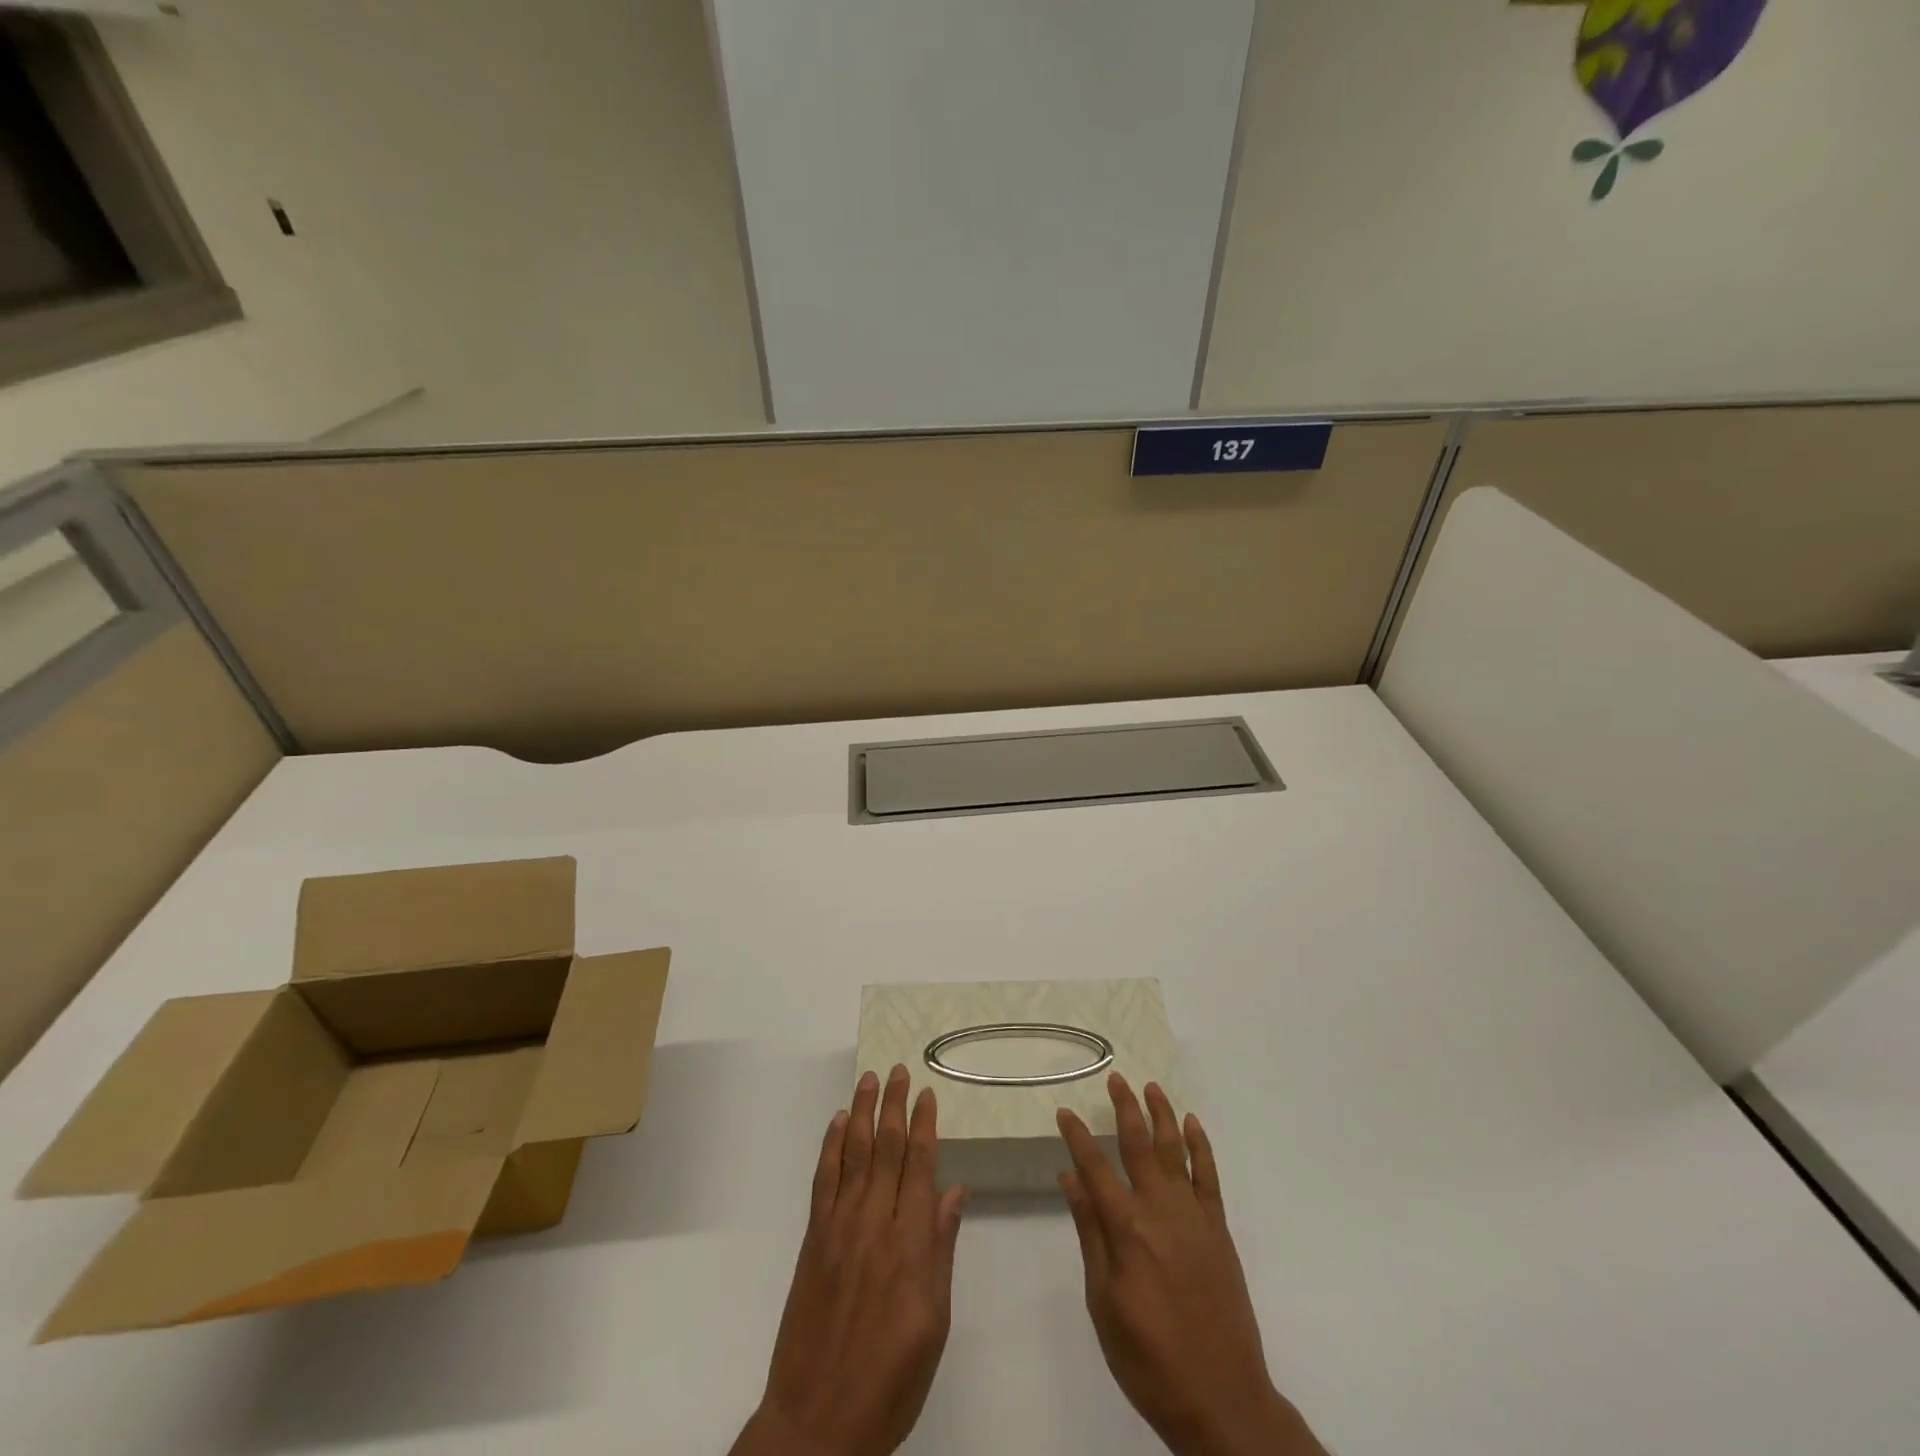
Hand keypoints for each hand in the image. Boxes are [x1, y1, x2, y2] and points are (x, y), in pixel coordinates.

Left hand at [731, 1065, 966, 1455]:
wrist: (818, 1422)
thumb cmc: (891, 1380)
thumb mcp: (934, 1324)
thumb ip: (941, 1251)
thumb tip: (954, 1192)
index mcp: (911, 1245)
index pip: (920, 1168)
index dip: (925, 1126)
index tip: (928, 1093)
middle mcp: (875, 1224)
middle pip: (888, 1151)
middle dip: (895, 1106)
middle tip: (899, 1070)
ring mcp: (839, 1228)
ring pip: (855, 1155)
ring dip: (864, 1114)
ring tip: (869, 1079)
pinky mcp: (813, 1240)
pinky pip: (823, 1182)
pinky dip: (831, 1147)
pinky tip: (838, 1124)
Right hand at [1058, 1075, 1326, 1455]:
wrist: (1222, 1402)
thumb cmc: (1150, 1359)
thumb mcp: (1104, 1303)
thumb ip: (1091, 1235)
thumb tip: (1071, 1180)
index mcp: (1127, 1229)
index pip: (1095, 1168)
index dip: (1077, 1138)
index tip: (1065, 1111)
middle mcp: (1160, 1210)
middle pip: (1138, 1145)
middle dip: (1124, 1108)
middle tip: (1115, 1078)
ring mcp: (1194, 1217)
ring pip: (1175, 1151)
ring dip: (1162, 1115)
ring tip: (1151, 1087)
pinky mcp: (1219, 1230)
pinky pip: (1209, 1177)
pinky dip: (1201, 1147)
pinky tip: (1192, 1125)